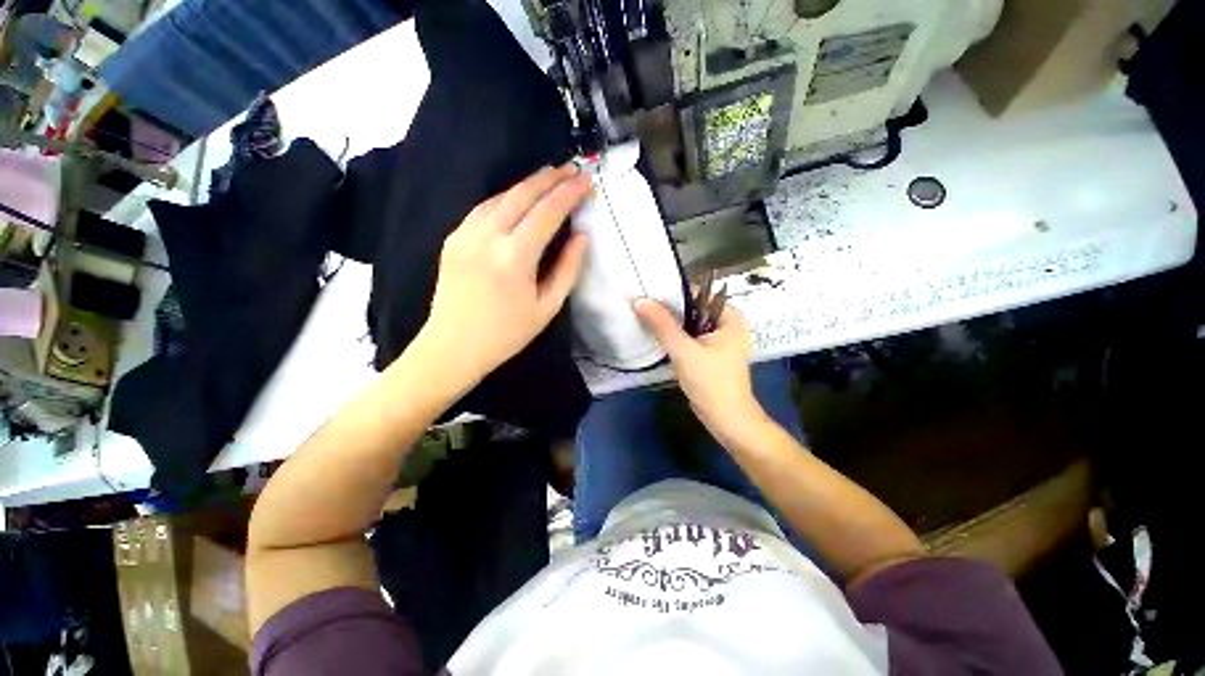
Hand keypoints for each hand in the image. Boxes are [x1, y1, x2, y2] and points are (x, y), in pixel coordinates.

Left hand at [420, 165, 590, 384]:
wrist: (452, 347)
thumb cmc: (506, 334)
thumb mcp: (547, 307)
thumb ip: (568, 269)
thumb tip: (582, 237)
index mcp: (515, 256)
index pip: (547, 212)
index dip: (569, 193)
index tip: (586, 180)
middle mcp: (488, 236)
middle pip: (523, 194)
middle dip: (550, 177)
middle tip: (571, 168)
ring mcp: (465, 233)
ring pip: (501, 196)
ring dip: (527, 184)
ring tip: (549, 177)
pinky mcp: (453, 238)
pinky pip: (483, 208)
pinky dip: (505, 197)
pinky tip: (518, 198)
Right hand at [634, 298, 767, 444]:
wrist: (726, 420)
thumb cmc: (711, 382)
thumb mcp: (684, 350)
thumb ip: (662, 324)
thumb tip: (639, 300)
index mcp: (730, 317)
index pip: (697, 294)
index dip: (673, 293)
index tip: (648, 294)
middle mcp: (727, 324)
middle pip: (693, 309)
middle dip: (669, 309)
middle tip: (642, 306)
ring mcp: (719, 340)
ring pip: (690, 324)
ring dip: (670, 323)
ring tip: (645, 316)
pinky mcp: (710, 353)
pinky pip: (690, 337)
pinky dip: (675, 336)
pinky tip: (656, 334)